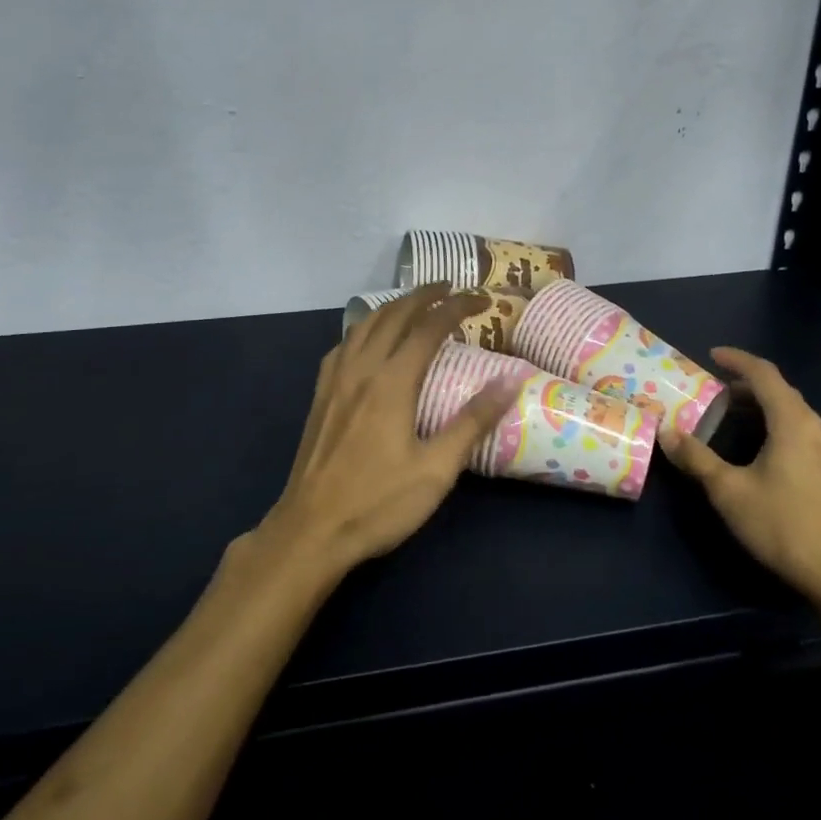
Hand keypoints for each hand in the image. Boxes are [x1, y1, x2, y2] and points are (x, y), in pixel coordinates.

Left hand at [256, 284, 521, 576]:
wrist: (310, 531)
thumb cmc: (378, 503)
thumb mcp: (437, 469)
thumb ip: (473, 421)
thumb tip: (510, 380)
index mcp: (392, 382)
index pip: (429, 327)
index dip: (457, 306)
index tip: (482, 299)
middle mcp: (361, 370)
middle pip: (393, 315)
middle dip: (424, 295)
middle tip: (451, 288)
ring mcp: (335, 381)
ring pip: (364, 325)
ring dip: (393, 306)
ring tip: (415, 303)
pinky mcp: (320, 397)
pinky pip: (343, 345)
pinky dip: (364, 328)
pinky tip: (368, 340)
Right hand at [660, 347, 820, 613]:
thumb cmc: (785, 526)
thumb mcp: (730, 492)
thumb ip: (697, 459)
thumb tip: (666, 432)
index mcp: (793, 422)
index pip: (765, 374)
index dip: (737, 360)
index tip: (712, 355)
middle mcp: (816, 429)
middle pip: (781, 392)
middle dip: (746, 385)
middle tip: (714, 390)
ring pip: (793, 415)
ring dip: (762, 408)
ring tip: (731, 417)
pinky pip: (800, 435)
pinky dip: (775, 428)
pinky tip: (760, 452)